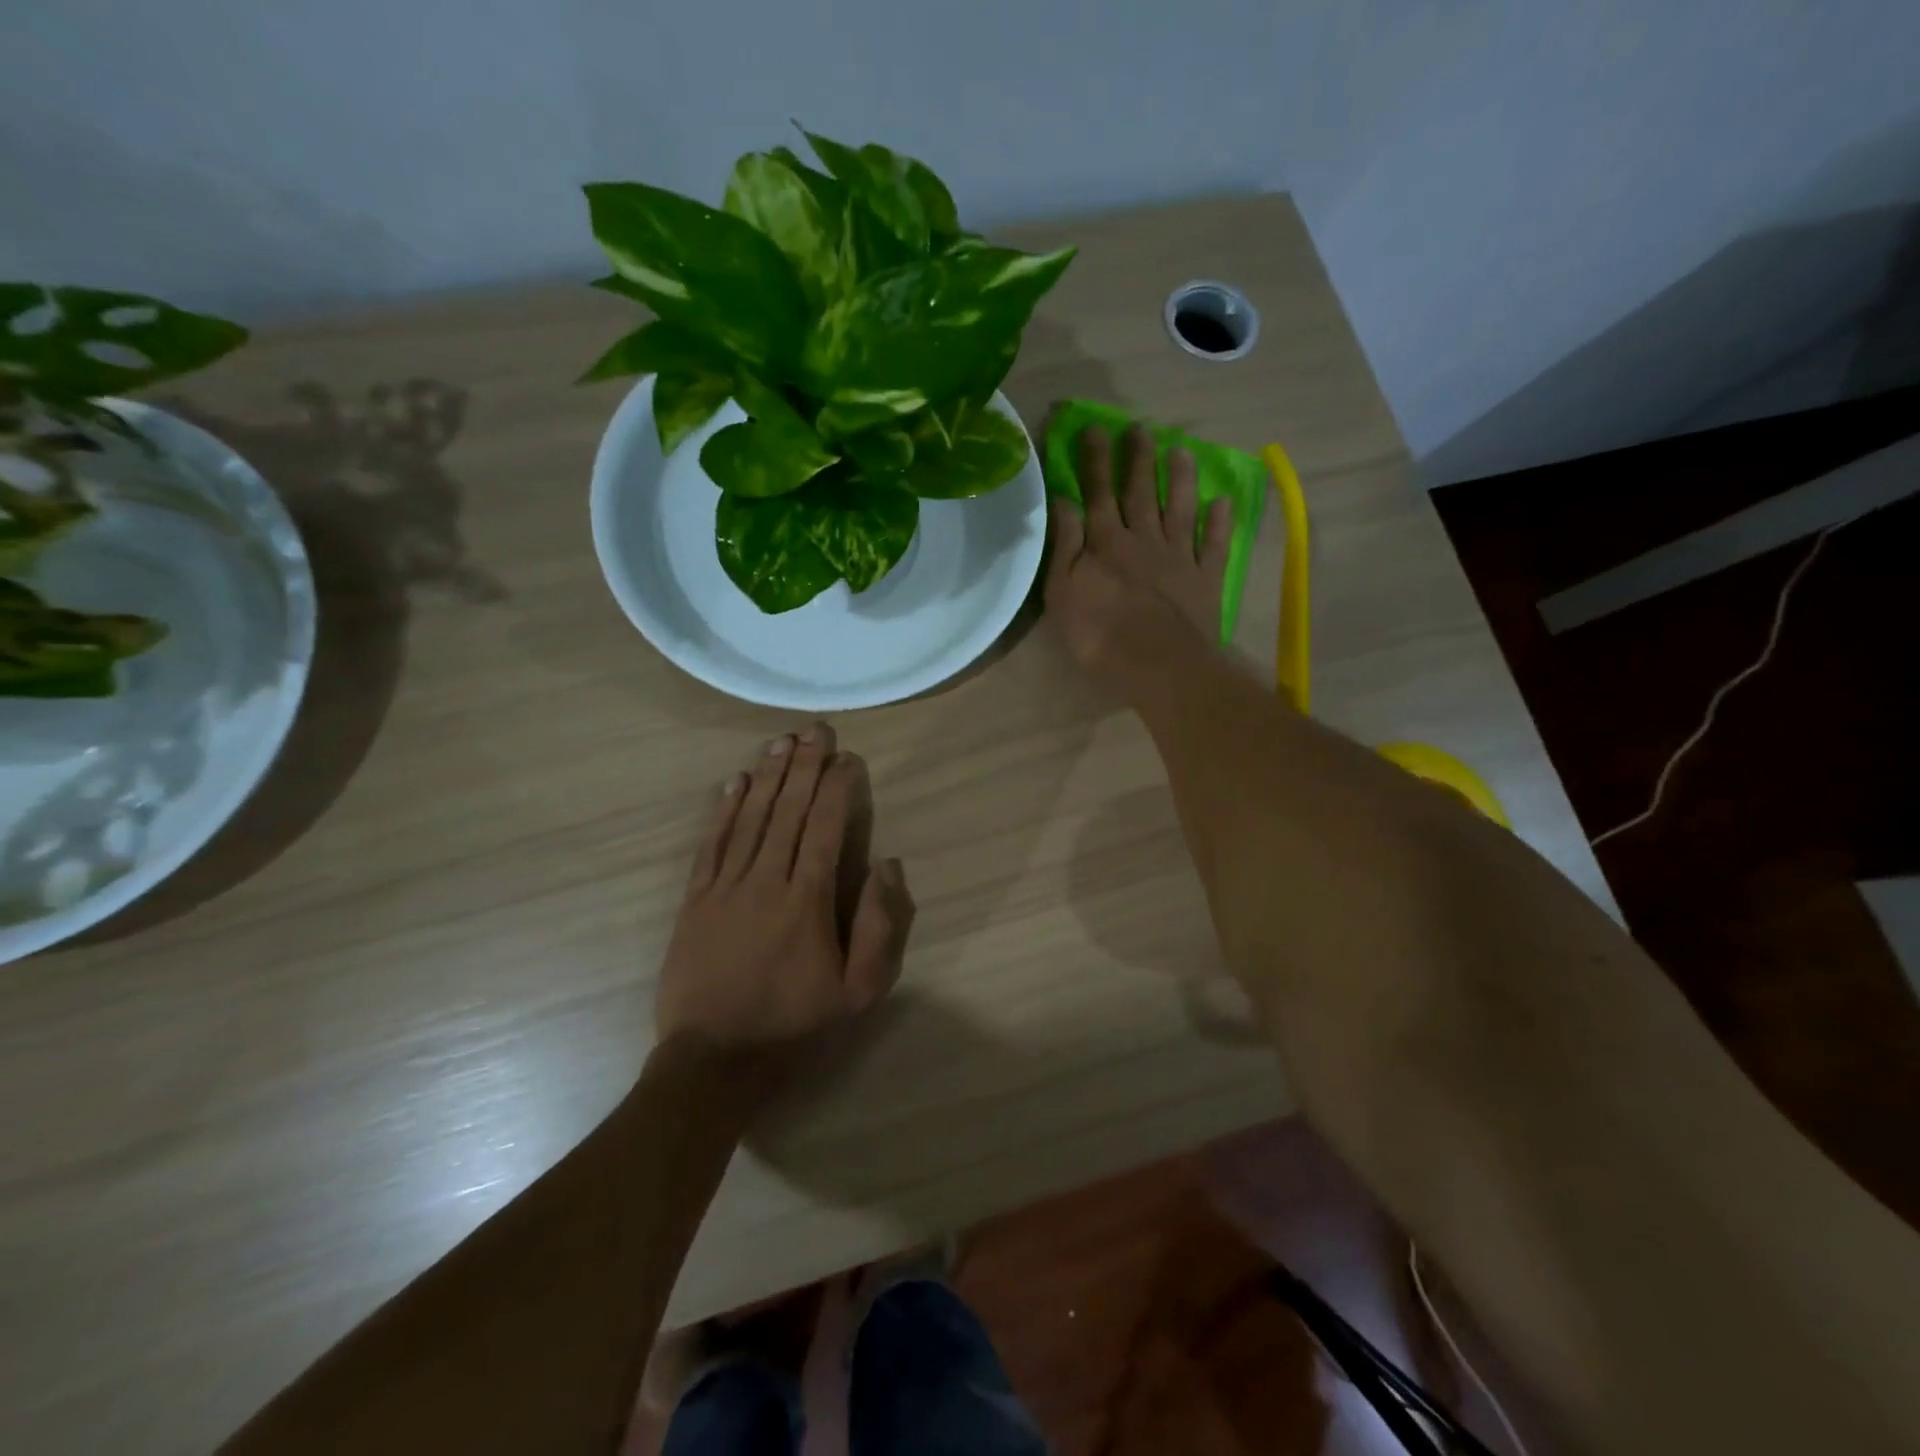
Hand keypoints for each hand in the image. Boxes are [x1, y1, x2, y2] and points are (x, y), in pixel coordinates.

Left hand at [656, 724, 914, 1070]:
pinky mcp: (695, 900)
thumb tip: (888, 865)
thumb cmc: (794, 1027)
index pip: (825, 828)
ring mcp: (725, 887)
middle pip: (788, 811)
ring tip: (782, 742)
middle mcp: (766, 881)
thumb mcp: (859, 991)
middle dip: (805, 766)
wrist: (713, 1062)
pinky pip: (712, 844)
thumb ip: (879, 925)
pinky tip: (736, 782)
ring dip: (769, 776)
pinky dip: (725, 810)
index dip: (837, 788)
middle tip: (815, 730)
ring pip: (751, 818)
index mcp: (808, 900)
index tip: (847, 758)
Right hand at [1045, 423, 1232, 696]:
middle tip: (1140, 428)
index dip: (1096, 460)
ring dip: (1180, 478)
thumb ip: (1064, 544)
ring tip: (1182, 450)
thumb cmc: (1098, 633)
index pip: (1098, 492)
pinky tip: (1222, 502)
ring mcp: (1178, 556)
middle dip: (1138, 458)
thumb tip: (1064, 501)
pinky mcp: (1205, 578)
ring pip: (1179, 508)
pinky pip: (1214, 544)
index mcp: (1106, 542)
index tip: (1095, 429)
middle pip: (1140, 492)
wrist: (1156, 663)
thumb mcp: (1062, 591)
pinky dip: (1220, 522)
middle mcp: (1143, 539)